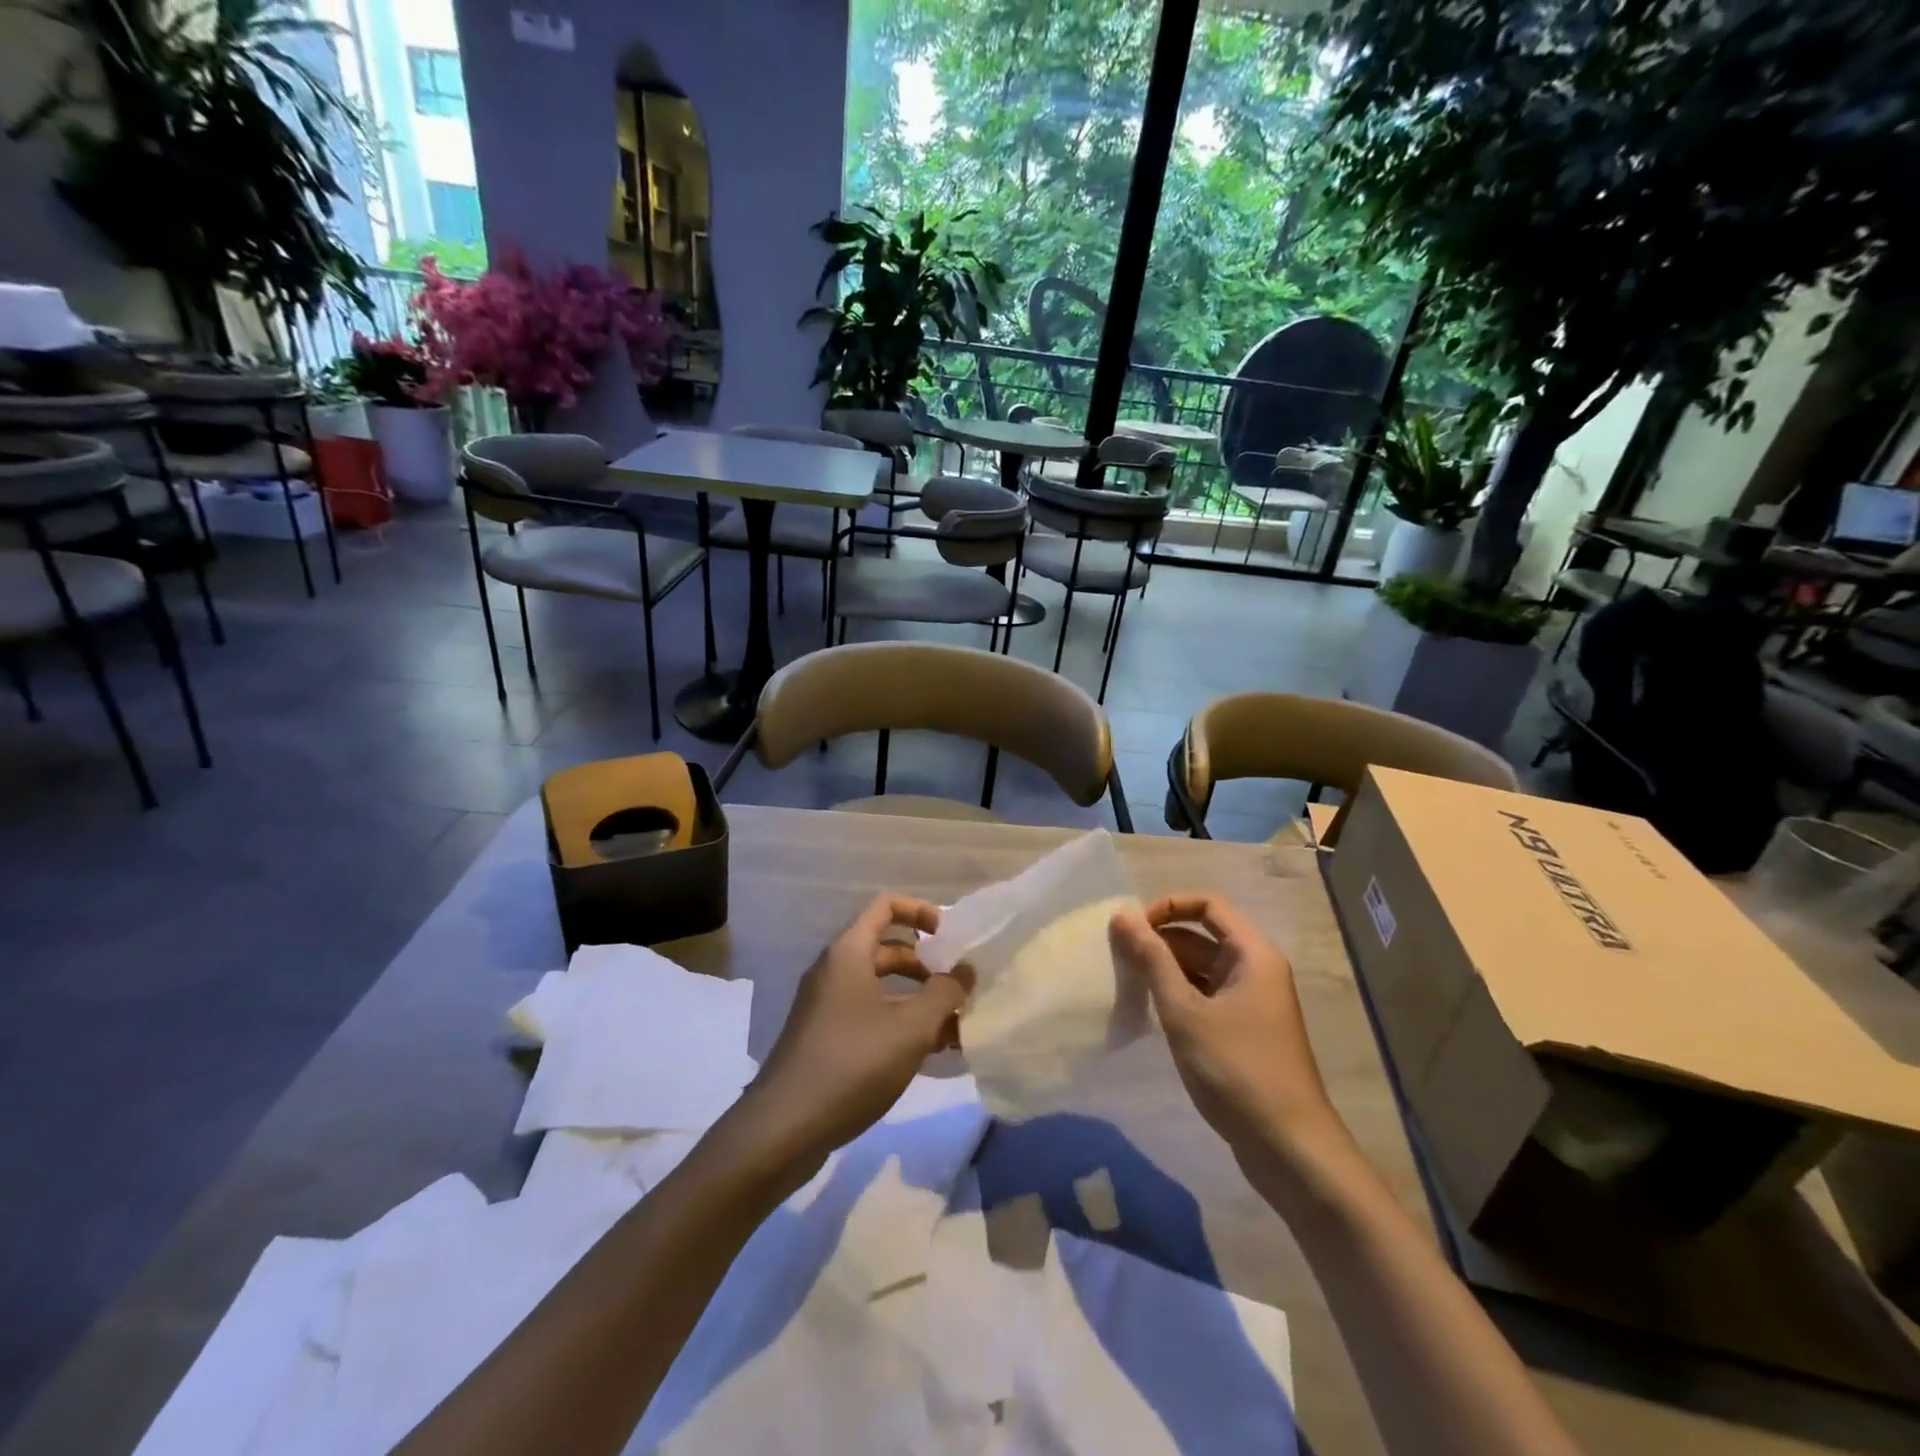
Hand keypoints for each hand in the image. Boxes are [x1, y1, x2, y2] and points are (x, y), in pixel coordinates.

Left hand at [740, 893, 971, 1165]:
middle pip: (888, 949)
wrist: (785, 1128)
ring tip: (957, 1028)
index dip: (920, 911)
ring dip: (919, 1001)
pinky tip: (931, 1054)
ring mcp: (828, 1006)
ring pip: (882, 989)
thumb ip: (944, 994)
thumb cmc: (852, 1063)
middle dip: (928, 965)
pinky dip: (900, 1025)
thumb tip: (965, 970)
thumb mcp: (910, 1028)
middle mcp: (835, 971)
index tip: (950, 937)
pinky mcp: (826, 1039)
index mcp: (849, 953)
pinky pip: (871, 1017)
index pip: (885, 906)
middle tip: (961, 988)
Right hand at [1109, 894, 1344, 1164]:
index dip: (1168, 907)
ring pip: (1201, 968)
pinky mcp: (1244, 1031)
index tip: (1133, 928)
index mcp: (1253, 955)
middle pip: (1202, 936)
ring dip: (1165, 970)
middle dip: (1160, 941)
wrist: (1288, 1148)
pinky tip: (1150, 1012)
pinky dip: (1178, 996)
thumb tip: (1122, 916)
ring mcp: (1252, 1002)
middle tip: (1118, 958)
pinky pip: (1206, 996)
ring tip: (1127, 984)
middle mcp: (1257, 970)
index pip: (1208, 905)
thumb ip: (1152, 960)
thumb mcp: (1185, 1011)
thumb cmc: (1236, 1069)